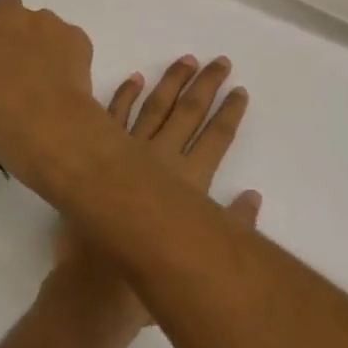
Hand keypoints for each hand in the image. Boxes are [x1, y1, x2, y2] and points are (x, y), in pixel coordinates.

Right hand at [0, 0, 104, 182]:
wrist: (52, 129)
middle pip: (4, 0)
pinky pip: (66, 36)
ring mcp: (46, 24)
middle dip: (1, 18)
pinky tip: (60, 78)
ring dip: (33, 35)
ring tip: (34, 71)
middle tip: (0, 52)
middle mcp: (10, 17)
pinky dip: (62, 50)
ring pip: (37, 18)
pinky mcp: (75, 38)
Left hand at [53, 56, 261, 331]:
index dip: (230, 113)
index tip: (240, 90)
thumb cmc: (149, 280)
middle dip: (207, 85)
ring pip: (155, 106)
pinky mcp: (99, 153)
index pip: (217, 138)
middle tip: (220, 61)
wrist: (95, 288)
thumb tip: (253, 196)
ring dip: (171, 82)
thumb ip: (230, 225)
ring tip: (186, 60)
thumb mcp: (201, 259)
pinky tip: (135, 78)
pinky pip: (114, 115)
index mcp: (189, 182)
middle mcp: (162, 159)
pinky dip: (125, 95)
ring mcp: (128, 152)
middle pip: (189, 112)